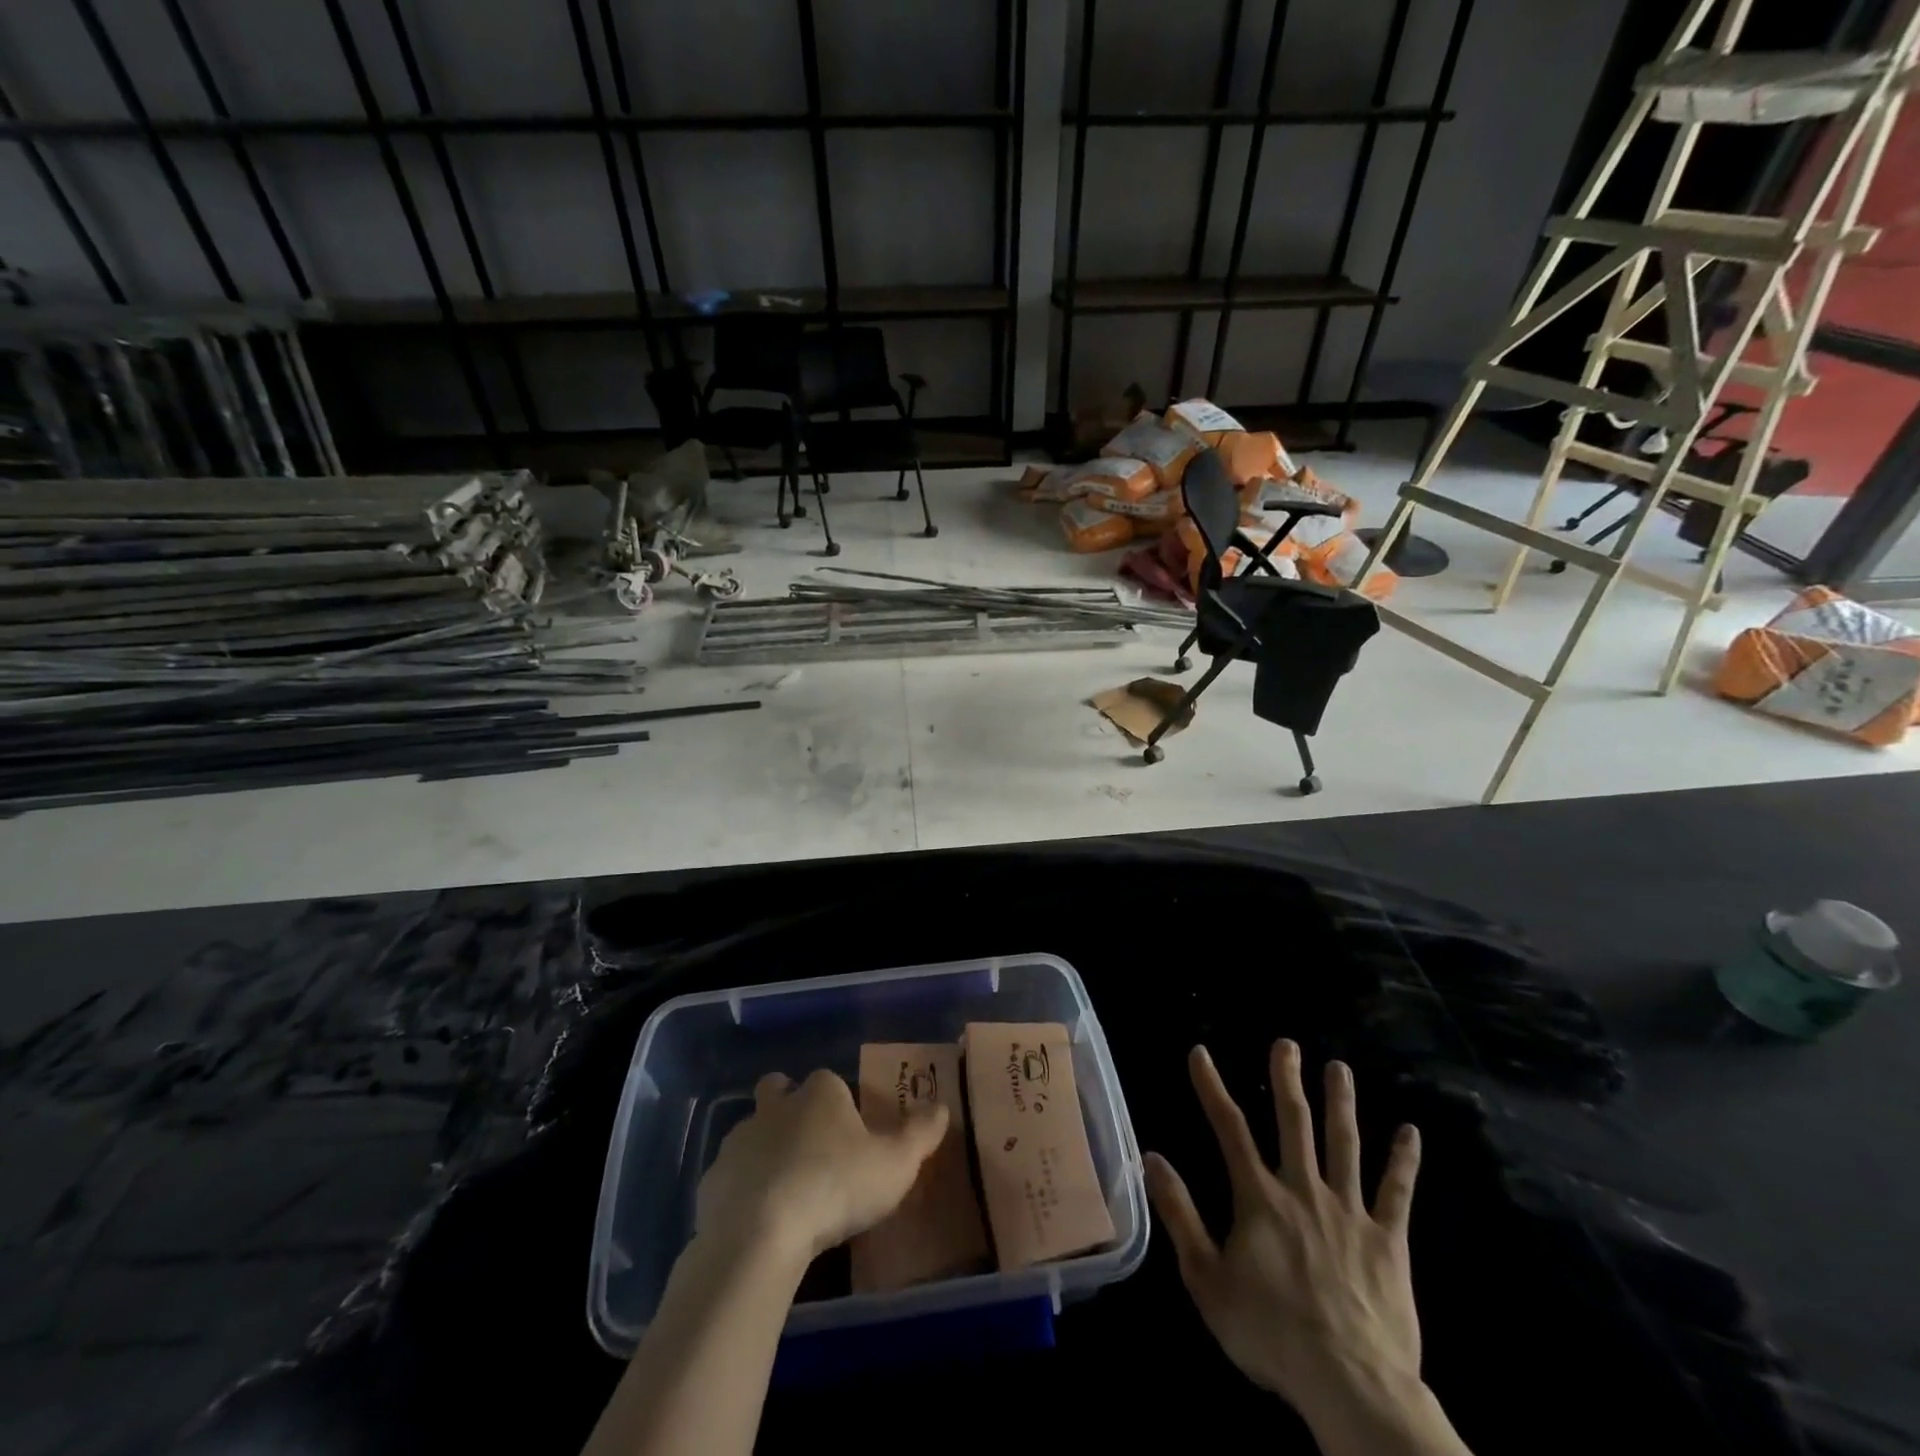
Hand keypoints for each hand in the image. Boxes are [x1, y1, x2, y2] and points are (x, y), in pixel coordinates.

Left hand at [696, 1069, 948, 1263]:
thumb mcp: (896, 1164)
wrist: (760, 1235)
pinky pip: (731, 1177)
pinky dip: (742, 1190)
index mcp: (820, 1093)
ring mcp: (739, 1141)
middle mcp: (776, 1106)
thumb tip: (941, 1107)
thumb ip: (921, 1134)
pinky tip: (759, 1221)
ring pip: (752, 1133)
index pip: (829, 1080)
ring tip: (785, 1190)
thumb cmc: (836, 1187)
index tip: (849, 1129)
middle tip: (808, 1143)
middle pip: (778, 1090)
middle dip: (788, 1105)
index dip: (838, 1100)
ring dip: (764, 1150)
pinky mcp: (712, 1181)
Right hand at [1146, 1041, 1426, 1436]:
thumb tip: (1151, 1157)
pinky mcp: (1389, 1240)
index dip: (1211, 1087)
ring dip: (1341, 1103)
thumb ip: (1179, 1214)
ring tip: (1339, 1068)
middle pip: (1294, 1123)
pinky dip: (1404, 1162)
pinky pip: (1397, 1193)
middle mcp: (1304, 1190)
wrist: (1351, 1385)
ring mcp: (1350, 1212)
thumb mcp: (1206, 1279)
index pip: (1229, 1128)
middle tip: (1286, 1043)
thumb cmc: (1271, 1333)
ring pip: (1344, 1144)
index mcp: (1260, 1197)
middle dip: (1287, 1079)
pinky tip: (1411, 1132)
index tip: (1200, 1053)